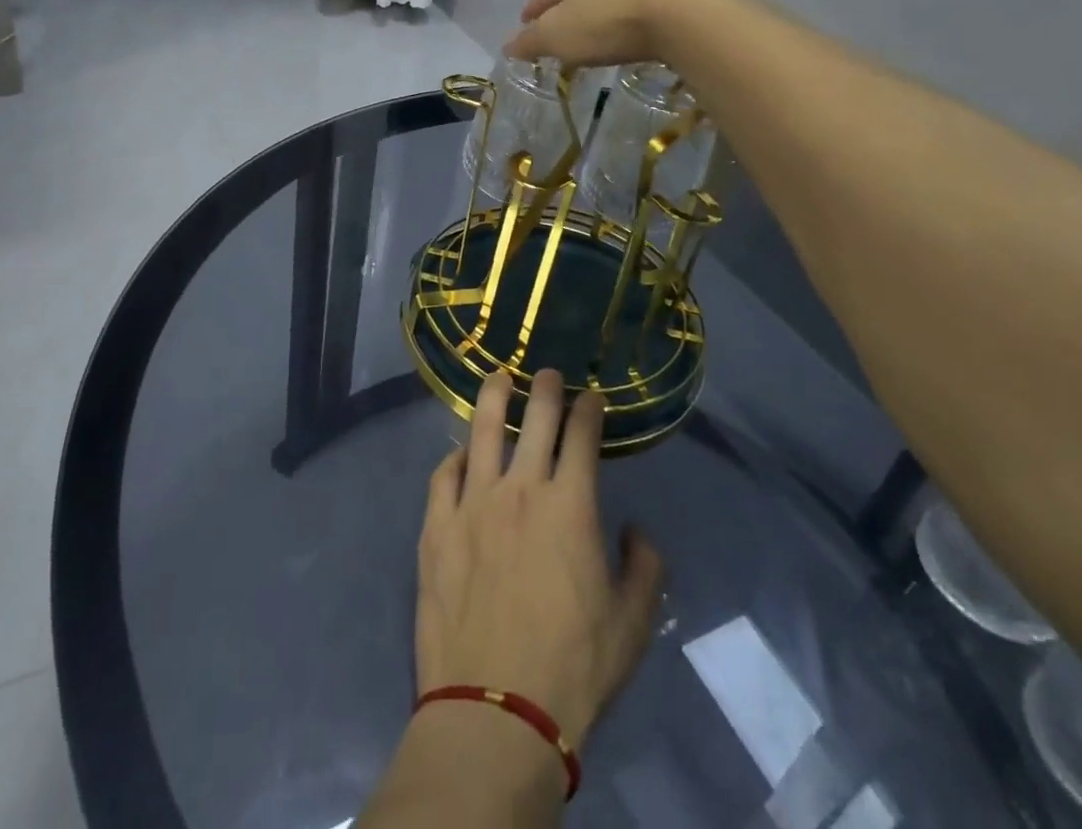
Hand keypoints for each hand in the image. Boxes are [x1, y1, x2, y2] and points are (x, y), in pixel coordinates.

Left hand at [415, 368, 664, 751]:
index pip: (582, 437)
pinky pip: (443, 475)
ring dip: (493, 397)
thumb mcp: (633, 625)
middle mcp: (520, 489)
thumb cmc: (573, 668)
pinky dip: (454, 459)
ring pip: (482, 431)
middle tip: (547, 371)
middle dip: (545, 388)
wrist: (495, 709)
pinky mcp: (436, 526)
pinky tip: (459, 455)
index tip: (592, 396)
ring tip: (498, 376)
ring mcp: (472, 503)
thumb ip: (644, 567)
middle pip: (534, 419)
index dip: (589, 410)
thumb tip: (635, 529)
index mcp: (570, 506)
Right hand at [504, 0, 709, 69]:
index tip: (523, 22)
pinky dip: (625, 24)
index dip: (532, 9)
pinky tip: (626, 38)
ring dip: (597, 16)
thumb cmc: (605, 23)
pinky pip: (637, 13)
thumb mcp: (557, 37)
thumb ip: (531, 42)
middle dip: (565, 10)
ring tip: (592, 38)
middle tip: (557, 31)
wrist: (677, 15)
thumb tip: (507, 46)